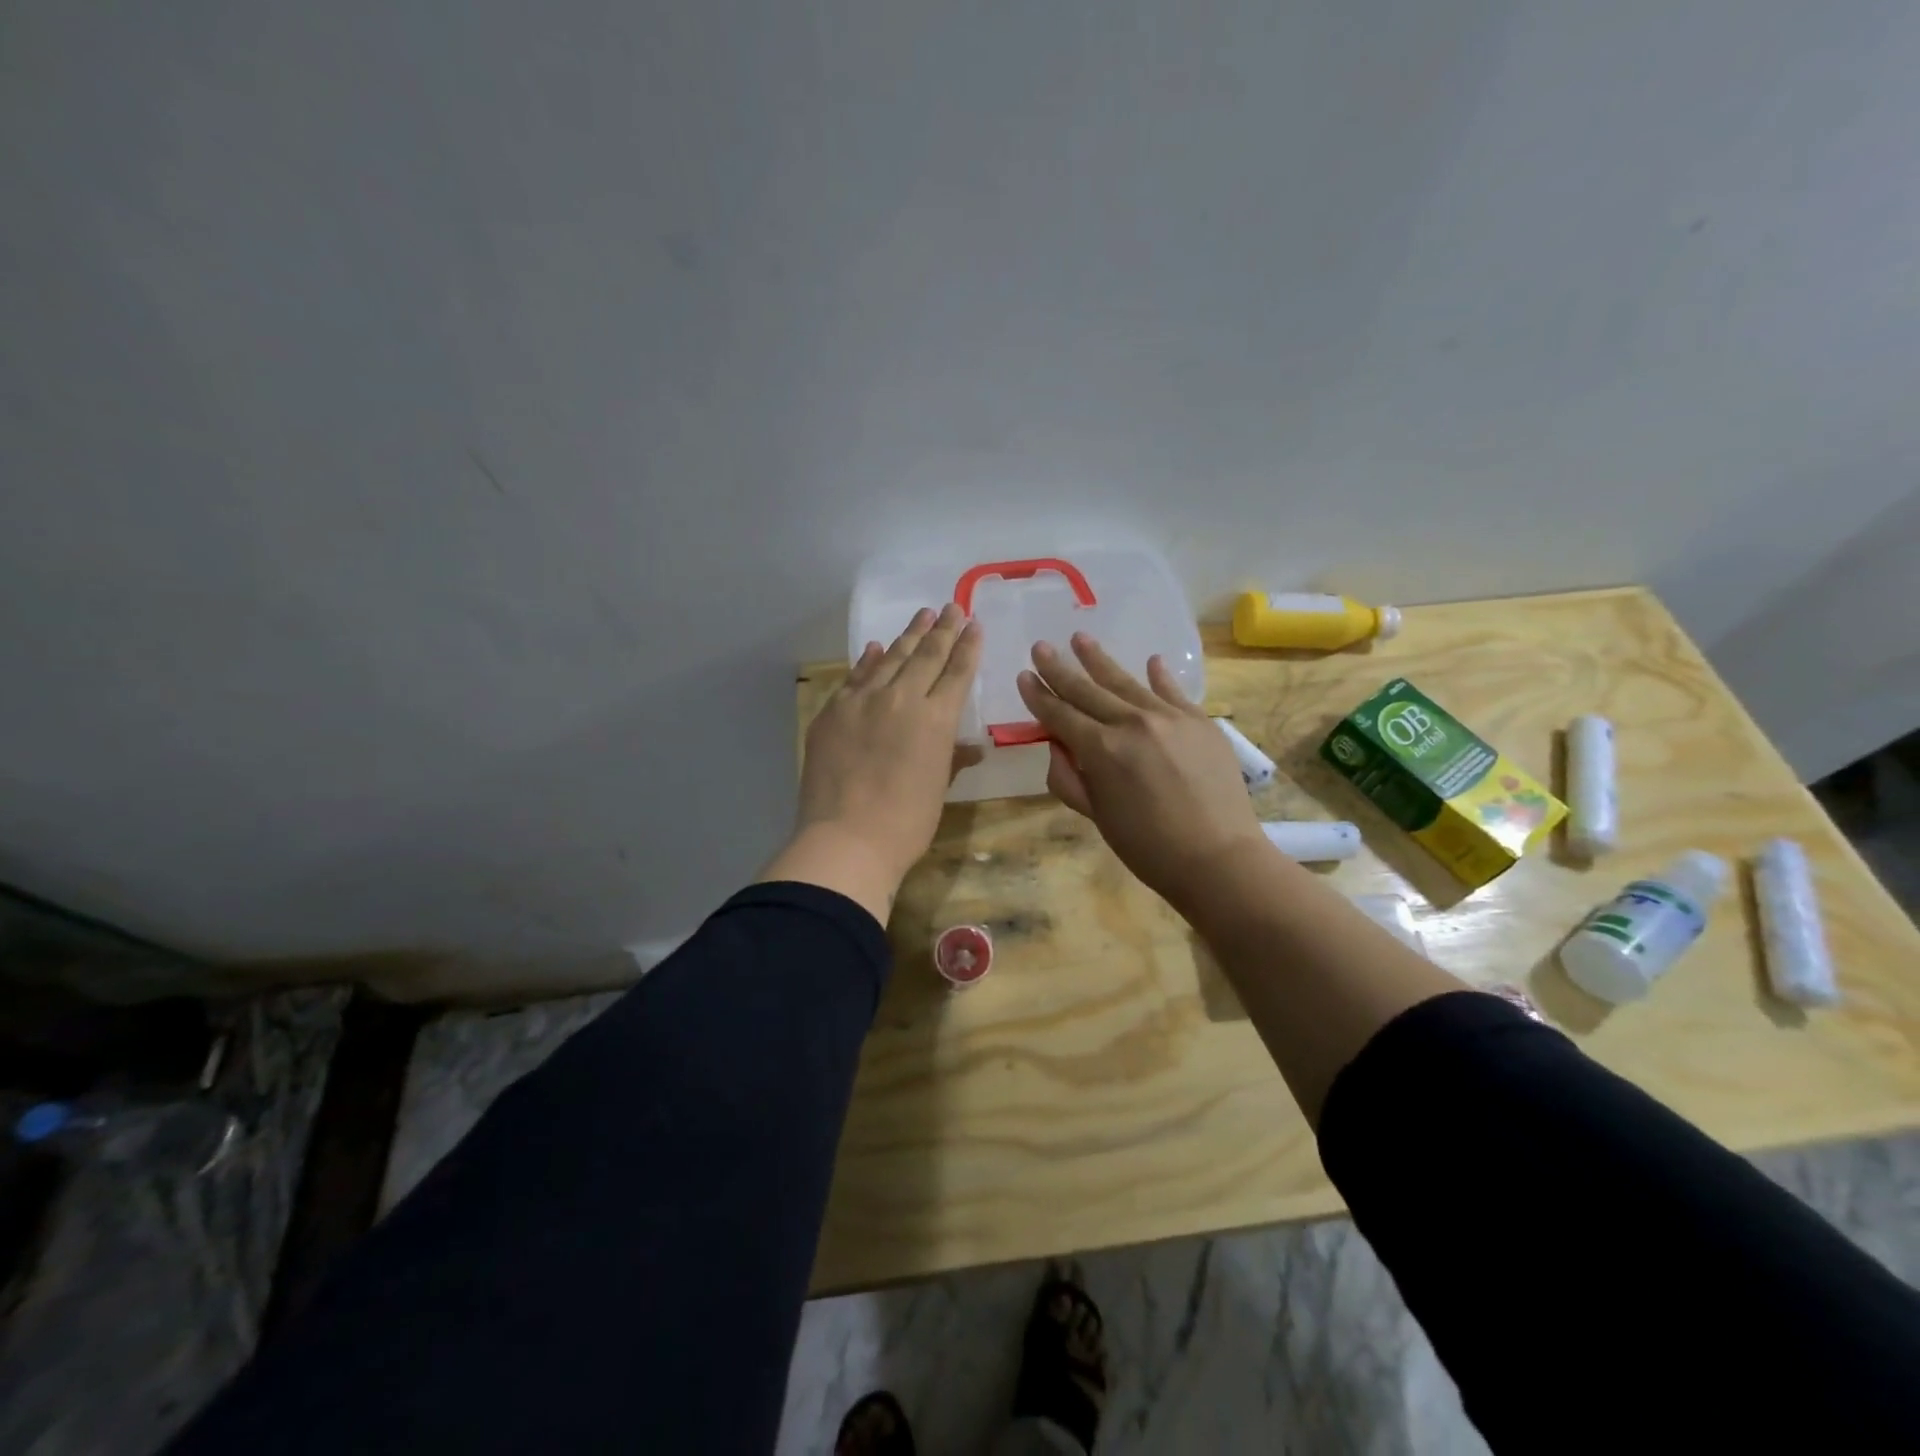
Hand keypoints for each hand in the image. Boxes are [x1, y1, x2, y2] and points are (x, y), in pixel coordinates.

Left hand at [762, 603, 982, 922]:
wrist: (847, 839)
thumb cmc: (906, 823)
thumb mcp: (938, 789)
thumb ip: (952, 758)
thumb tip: (972, 747)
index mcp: (936, 719)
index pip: (957, 672)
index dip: (968, 646)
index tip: (974, 624)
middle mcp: (901, 699)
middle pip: (926, 655)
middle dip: (942, 630)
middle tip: (952, 608)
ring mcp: (862, 701)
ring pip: (890, 658)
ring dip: (908, 636)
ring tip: (922, 616)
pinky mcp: (832, 712)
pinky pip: (855, 677)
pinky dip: (868, 661)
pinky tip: (875, 648)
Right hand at [1017, 633, 1265, 909]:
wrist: (1219, 858)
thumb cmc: (1148, 847)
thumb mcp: (1097, 817)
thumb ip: (1069, 779)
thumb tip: (1057, 745)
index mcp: (1101, 750)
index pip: (1060, 714)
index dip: (1039, 696)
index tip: (1024, 675)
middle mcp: (1132, 723)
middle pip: (1087, 690)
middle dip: (1060, 669)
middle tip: (1041, 647)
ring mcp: (1170, 717)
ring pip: (1126, 682)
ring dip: (1099, 659)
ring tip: (1081, 637)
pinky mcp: (1200, 721)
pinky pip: (1173, 692)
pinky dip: (1160, 676)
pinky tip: (1150, 661)